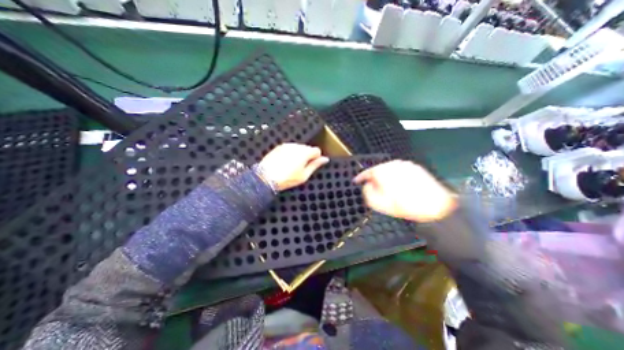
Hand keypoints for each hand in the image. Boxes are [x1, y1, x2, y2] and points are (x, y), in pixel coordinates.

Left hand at [257, 142, 327, 191]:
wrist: (266, 177)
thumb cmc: (286, 178)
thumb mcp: (304, 175)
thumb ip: (315, 165)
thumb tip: (325, 159)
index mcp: (305, 153)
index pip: (317, 150)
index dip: (316, 158)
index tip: (312, 165)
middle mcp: (296, 146)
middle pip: (307, 148)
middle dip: (307, 156)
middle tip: (301, 168)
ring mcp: (287, 145)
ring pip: (298, 148)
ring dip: (299, 154)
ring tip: (292, 166)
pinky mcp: (279, 147)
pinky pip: (289, 148)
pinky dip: (290, 154)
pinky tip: (285, 163)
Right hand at [353, 159, 457, 220]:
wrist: (435, 205)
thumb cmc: (405, 206)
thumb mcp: (379, 204)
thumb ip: (367, 192)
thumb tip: (367, 185)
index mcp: (382, 172)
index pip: (366, 172)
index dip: (360, 177)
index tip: (357, 181)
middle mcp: (393, 164)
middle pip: (378, 170)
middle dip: (374, 178)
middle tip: (375, 189)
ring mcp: (405, 164)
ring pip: (389, 170)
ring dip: (386, 177)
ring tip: (390, 190)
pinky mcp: (414, 167)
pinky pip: (400, 170)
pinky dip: (396, 176)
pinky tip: (401, 187)